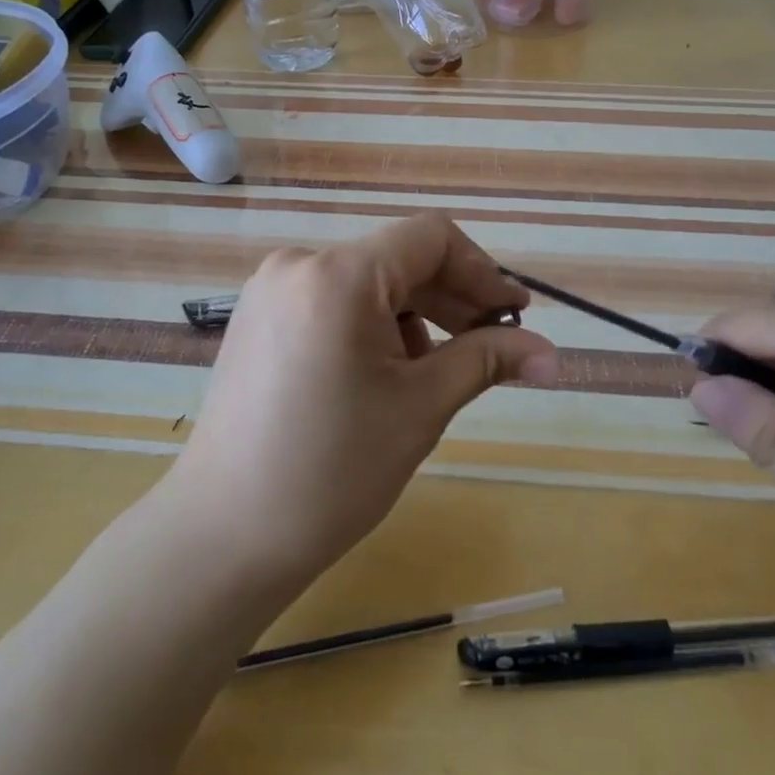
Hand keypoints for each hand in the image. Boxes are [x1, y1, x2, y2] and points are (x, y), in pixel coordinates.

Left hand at [168, 214, 558, 587]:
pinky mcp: (258, 318)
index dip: (482, 271)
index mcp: (338, 275)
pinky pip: (333, 301)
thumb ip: (486, 360)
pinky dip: (371, 326)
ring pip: (366, 283)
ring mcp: (271, 290)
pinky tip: (383, 376)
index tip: (514, 316)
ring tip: (433, 375)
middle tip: (494, 347)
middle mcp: (299, 264)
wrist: (223, 536)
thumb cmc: (332, 471)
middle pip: (397, 259)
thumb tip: (551, 352)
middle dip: (452, 299)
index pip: (431, 238)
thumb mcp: (421, 408)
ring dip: (414, 317)